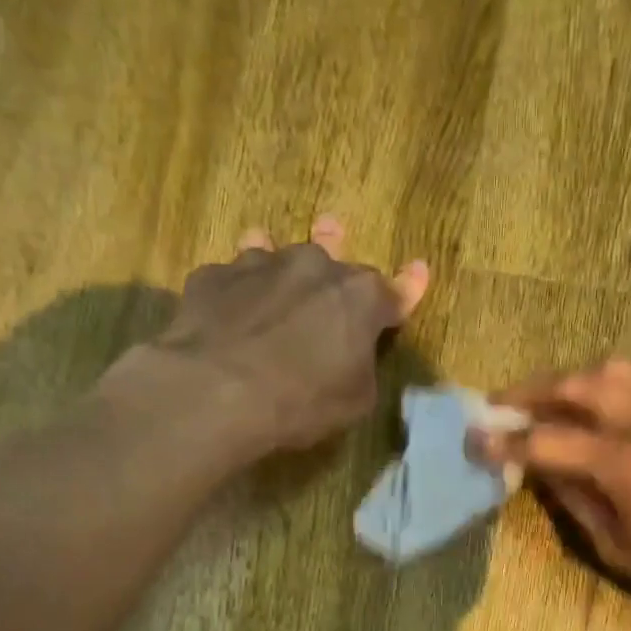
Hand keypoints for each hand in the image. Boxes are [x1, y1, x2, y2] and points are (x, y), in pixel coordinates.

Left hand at [154, 218, 429, 452]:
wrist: (216, 392)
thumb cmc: (302, 401)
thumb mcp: (355, 400)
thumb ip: (361, 366)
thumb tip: (352, 353)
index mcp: (360, 298)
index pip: (394, 291)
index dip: (408, 287)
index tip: (418, 270)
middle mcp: (314, 267)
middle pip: (331, 253)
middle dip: (336, 247)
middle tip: (333, 229)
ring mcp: (259, 265)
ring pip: (273, 250)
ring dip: (277, 255)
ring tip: (265, 240)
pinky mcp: (213, 277)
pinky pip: (230, 277)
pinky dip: (234, 289)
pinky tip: (225, 304)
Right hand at [480, 360, 630, 630]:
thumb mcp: (623, 550)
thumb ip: (578, 502)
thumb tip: (543, 471)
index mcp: (629, 463)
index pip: (550, 440)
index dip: (507, 440)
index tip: (474, 438)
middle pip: (578, 384)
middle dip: (531, 392)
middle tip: (501, 405)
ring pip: (614, 370)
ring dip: (571, 380)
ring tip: (547, 399)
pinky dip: (609, 386)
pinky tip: (598, 406)